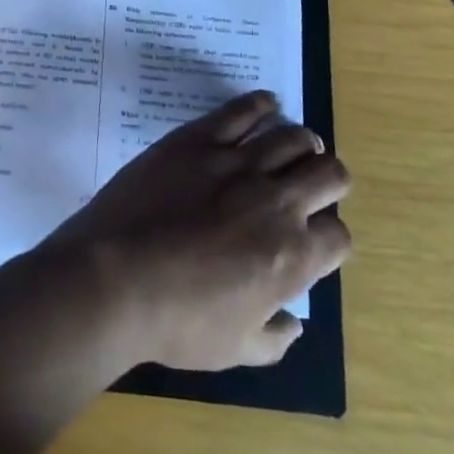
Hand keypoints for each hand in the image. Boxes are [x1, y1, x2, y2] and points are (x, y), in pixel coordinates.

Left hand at [40, 91, 350, 370]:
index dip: (330, 237)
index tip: (312, 238)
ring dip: (302, 142)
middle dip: (329, 180)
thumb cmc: (176, 321)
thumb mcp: (235, 349)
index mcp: (291, 257)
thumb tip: (295, 324)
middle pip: (329, 174)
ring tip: (296, 146)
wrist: (115, 276)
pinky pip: (241, 110)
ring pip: (292, 136)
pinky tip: (266, 105)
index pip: (338, 235)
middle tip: (313, 185)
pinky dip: (260, 104)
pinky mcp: (198, 139)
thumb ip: (274, 338)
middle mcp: (276, 202)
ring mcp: (236, 163)